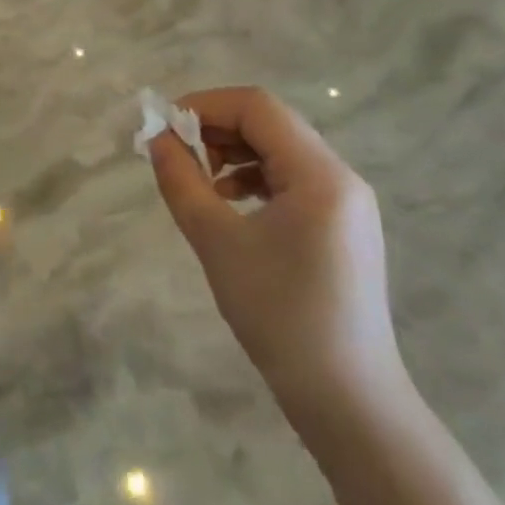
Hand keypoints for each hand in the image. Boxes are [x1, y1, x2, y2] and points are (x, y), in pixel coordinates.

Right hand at [147, 87, 408, 431]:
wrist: (347, 399)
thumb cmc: (279, 314)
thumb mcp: (216, 241)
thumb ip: (181, 181)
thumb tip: (156, 139)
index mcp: (320, 175)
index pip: (257, 107)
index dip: (204, 105)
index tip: (162, 128)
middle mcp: (340, 178)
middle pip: (270, 124)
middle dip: (215, 129)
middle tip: (174, 155)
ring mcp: (345, 203)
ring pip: (279, 150)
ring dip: (231, 153)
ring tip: (197, 182)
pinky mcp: (340, 226)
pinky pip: (291, 180)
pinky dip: (252, 178)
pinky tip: (227, 205)